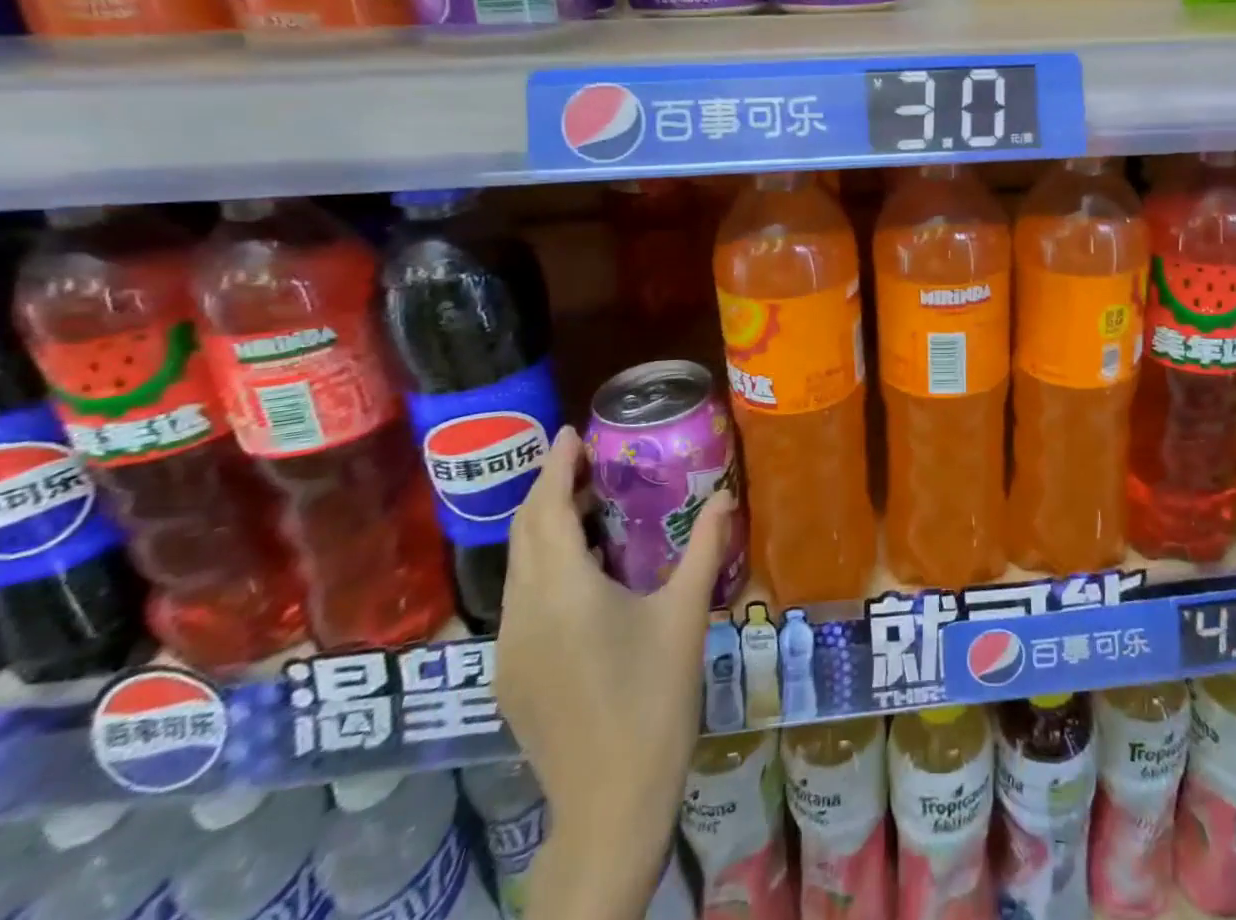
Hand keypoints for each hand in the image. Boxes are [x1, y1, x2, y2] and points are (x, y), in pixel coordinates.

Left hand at [496, 426, 733, 915]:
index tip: (571, 432)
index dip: (555, 466)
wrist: (610, 803)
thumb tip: (726, 496)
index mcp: (563, 591)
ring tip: (587, 509)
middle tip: (586, 463)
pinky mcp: (509, 676)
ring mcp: (509, 648)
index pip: (546, 510)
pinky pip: (520, 599)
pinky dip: (543, 566)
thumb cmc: (654, 698)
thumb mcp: (686, 615)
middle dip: (549, 490)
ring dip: (544, 529)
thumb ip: (706, 548)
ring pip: (518, 568)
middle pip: (525, 533)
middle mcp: (523, 611)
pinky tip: (581, 576)